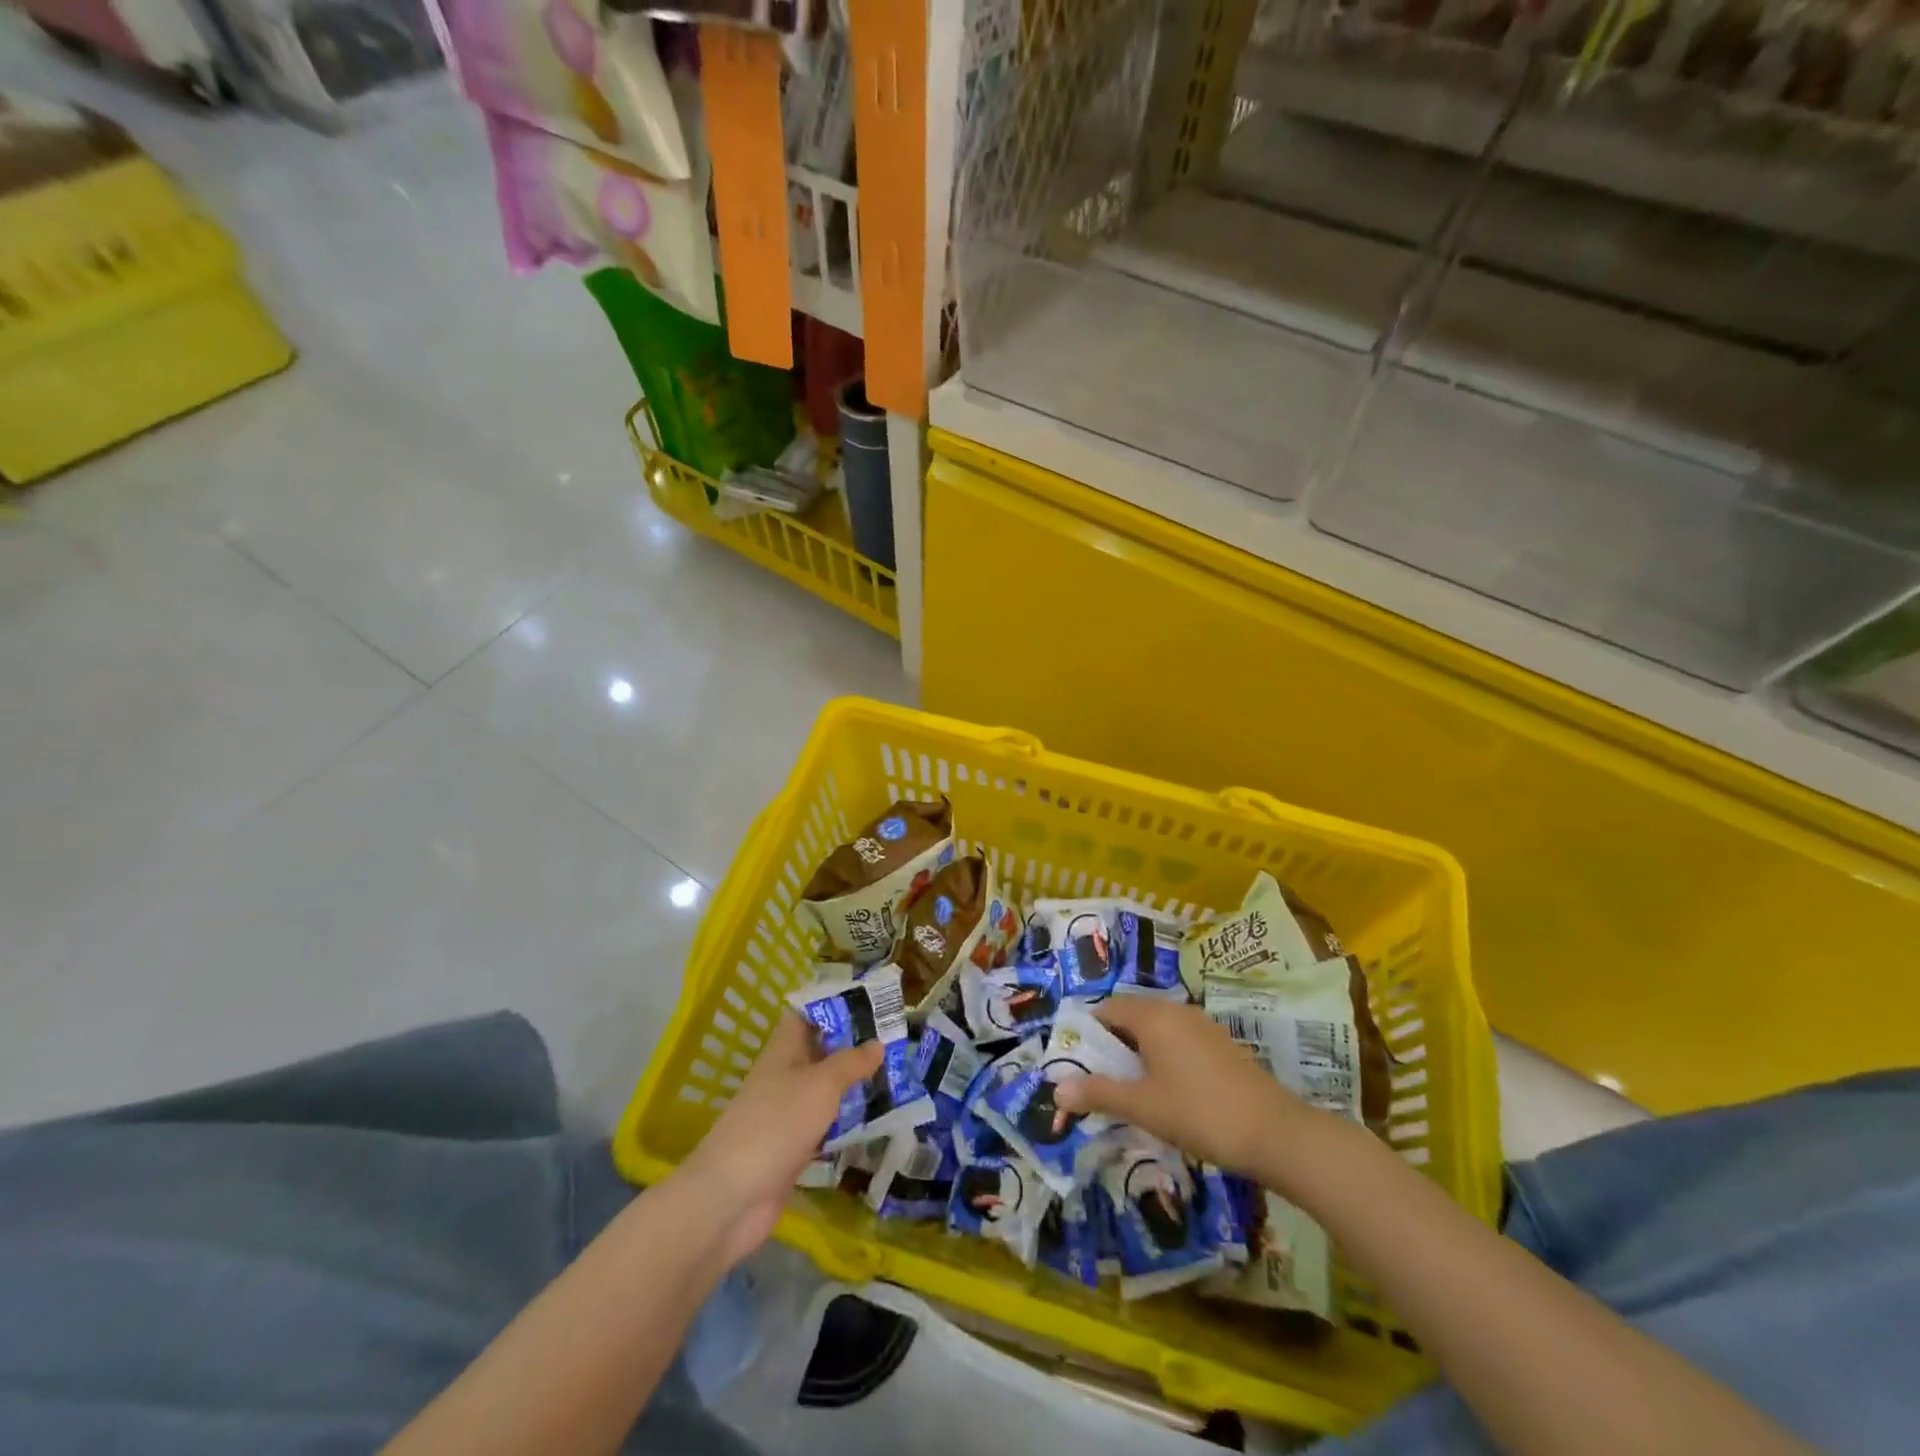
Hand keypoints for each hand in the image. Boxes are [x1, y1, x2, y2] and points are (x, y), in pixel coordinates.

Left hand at [676, 1013, 882, 1266]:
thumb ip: (850, 1063)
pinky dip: (848, 1122)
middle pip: (820, 1053)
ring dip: (854, 1085)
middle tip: (896, 1041)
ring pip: (826, 1090)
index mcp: (783, 1051)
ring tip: (896, 1076)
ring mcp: (787, 1114)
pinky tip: (877, 1120)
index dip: (834, 1005)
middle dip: (854, 1047)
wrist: (733, 1197)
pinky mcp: (793, 1148)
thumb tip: (878, 1043)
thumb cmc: (776, 1124)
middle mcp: (785, 1077)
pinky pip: (826, 1125)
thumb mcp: (821, 1084)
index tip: (871, 1002)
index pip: (807, 1015)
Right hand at [1054, 999, 1310, 1176]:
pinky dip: (1162, 1058)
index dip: (1087, 1033)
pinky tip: (1166, 1093)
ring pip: (1156, 1031)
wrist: (1276, 1134)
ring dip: (1137, 1054)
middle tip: (1098, 1080)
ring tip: (1129, 1090)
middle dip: (1111, 1046)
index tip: (1076, 1062)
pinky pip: (1178, 1041)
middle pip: (1131, 1017)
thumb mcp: (1143, 1107)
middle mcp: (1176, 1011)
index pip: (1107, 1009)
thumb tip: (1057, 1089)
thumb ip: (1098, 1093)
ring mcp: (1202, 1026)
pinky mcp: (1220, 1045)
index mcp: (1153, 1016)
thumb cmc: (1200, 1113)